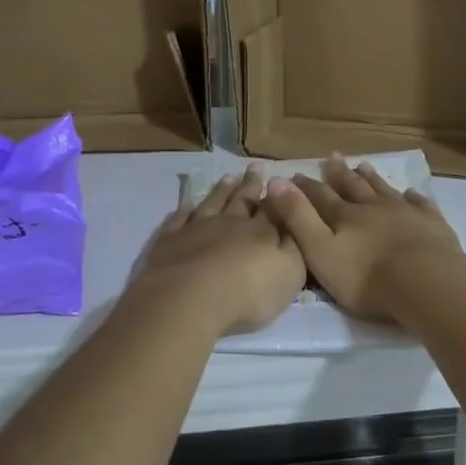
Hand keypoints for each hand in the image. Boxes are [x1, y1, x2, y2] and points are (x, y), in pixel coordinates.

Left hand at [134, 165, 305, 334]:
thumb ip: (295, 246)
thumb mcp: (290, 272)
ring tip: (229, 176)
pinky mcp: (170, 241)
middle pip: (243, 200)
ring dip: (222, 190)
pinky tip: (186, 204)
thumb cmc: (249, 291)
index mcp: (261, 232)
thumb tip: (295, 224)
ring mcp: (197, 229)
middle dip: (251, 184)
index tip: (280, 178)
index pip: (273, 208)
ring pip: (212, 203)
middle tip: (256, 166)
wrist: (191, 298)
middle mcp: (230, 223)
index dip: (278, 194)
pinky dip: (184, 210)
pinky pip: (178, 220)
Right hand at [263, 155, 463, 325]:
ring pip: (384, 190)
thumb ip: (297, 217)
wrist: (424, 282)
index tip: (295, 174)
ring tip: (364, 165)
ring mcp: (405, 213)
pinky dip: (413, 198)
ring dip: (372, 178)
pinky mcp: (431, 224)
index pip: (320, 196)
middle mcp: (372, 207)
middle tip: (333, 157)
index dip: (305, 186)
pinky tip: (411, 194)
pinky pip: (420, 205)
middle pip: (353, 186)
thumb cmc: (365, 276)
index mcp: (344, 216)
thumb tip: (274, 181)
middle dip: (340, 174)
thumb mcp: (319, 250)